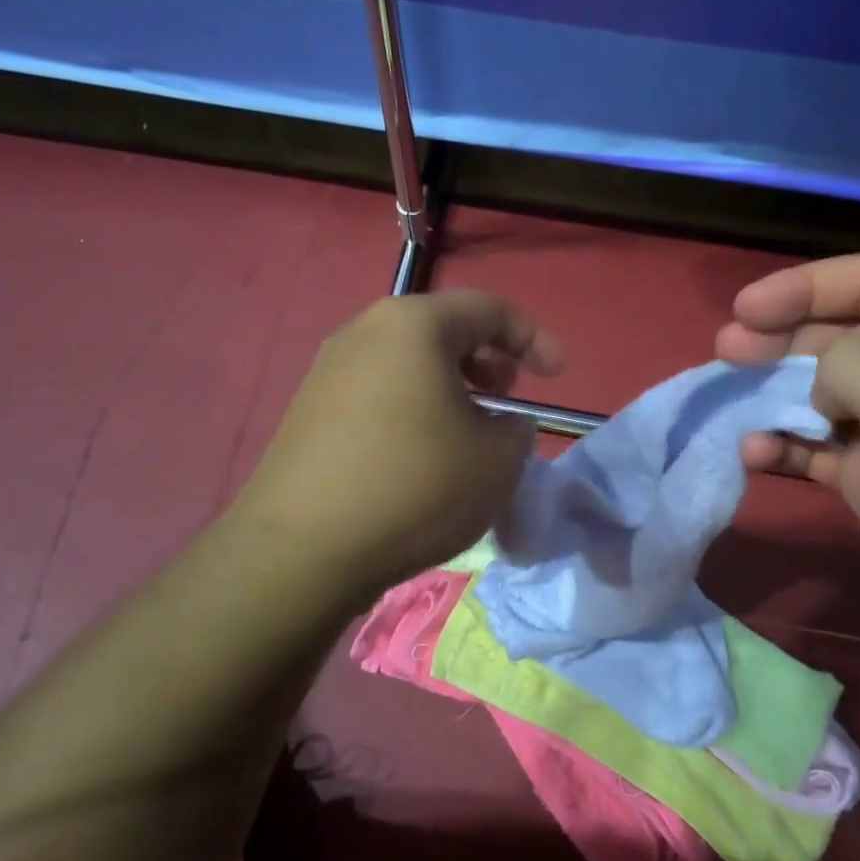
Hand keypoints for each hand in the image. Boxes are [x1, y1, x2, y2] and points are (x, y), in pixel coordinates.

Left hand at [233, 291, 562, 606]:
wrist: (301, 550)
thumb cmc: (415, 488)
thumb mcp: (497, 462)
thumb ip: (517, 431)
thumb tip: (502, 426)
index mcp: (414, 325)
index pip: (489, 309)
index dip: (534, 338)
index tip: (558, 374)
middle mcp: (364, 332)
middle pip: (443, 330)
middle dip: (488, 360)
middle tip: (508, 398)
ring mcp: (328, 370)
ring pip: (408, 363)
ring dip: (450, 387)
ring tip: (470, 431)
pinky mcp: (309, 411)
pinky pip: (378, 393)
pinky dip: (414, 409)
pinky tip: (422, 456)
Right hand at [717, 255, 859, 674]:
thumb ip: (845, 361)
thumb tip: (820, 389)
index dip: (804, 286)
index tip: (744, 310)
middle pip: (842, 336)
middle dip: (781, 340)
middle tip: (725, 352)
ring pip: (824, 394)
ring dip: (775, 395)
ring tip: (730, 402)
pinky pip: (821, 448)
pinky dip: (785, 446)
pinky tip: (755, 454)